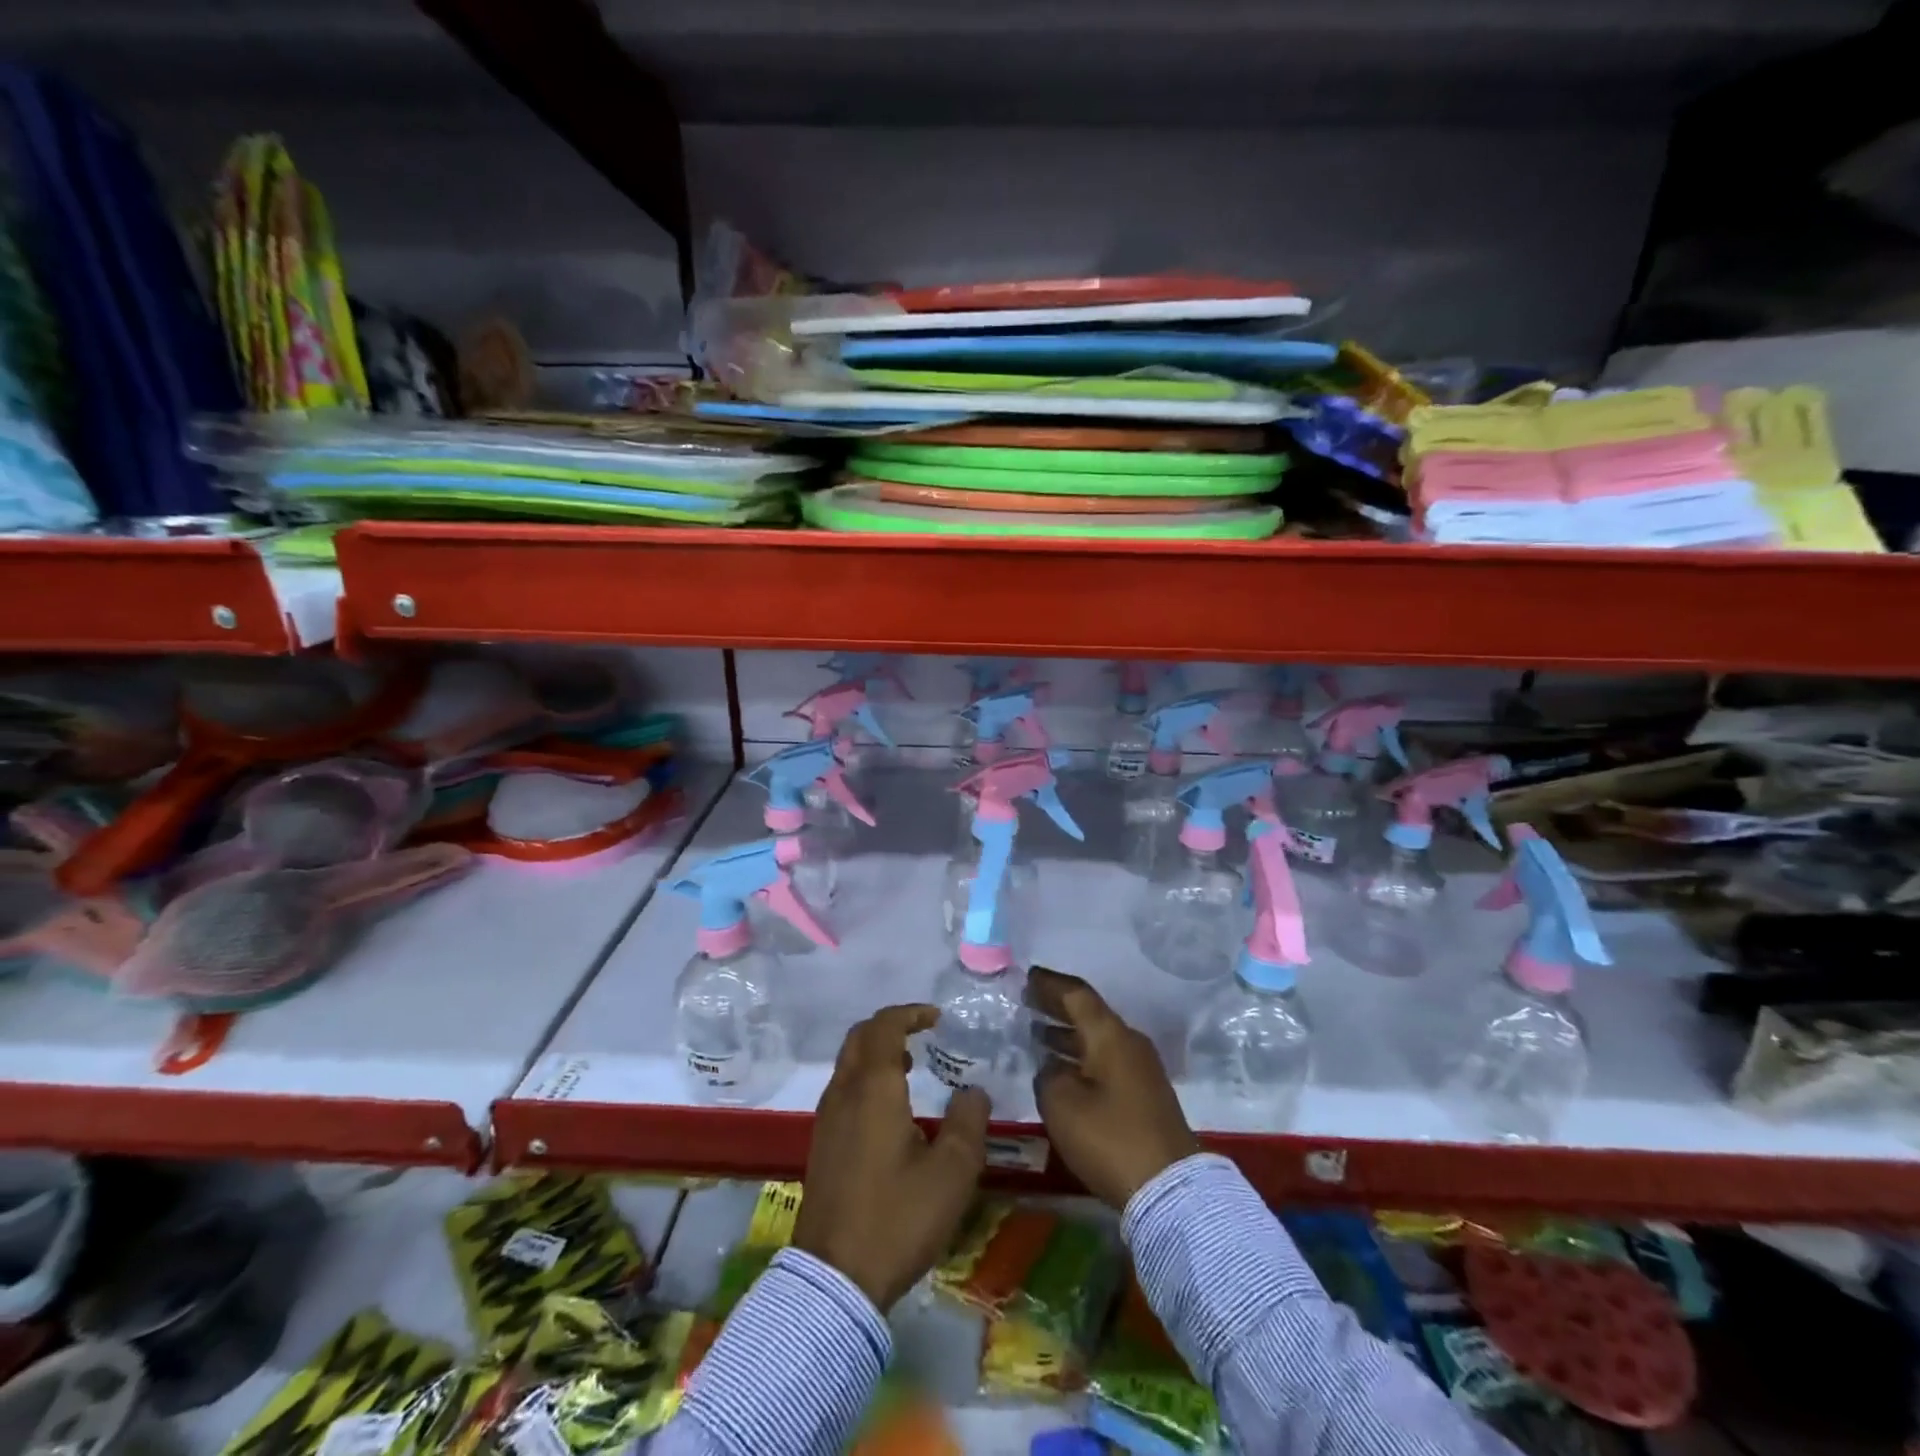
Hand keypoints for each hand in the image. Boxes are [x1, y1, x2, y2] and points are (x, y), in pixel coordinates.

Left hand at [793, 1004, 989, 1309]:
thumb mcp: (951, 1173)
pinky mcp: (821, 1145)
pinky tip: (890, 1110)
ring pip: (848, 1063)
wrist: (835, 1280)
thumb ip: (968, 1123)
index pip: (884, 1026)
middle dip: (890, 1026)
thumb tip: (973, 1092)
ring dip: (877, 1053)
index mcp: (873, 1087)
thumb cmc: (897, 1218)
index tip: (937, 1018)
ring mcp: (827, 1119)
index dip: (910, 1013)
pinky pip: (843, 1089)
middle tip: (922, 1034)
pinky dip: (866, 1078)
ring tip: (911, 1066)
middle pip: (859, 1037)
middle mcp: (843, 1092)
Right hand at [1027, 967, 1199, 1208]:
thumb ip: (1049, 1075)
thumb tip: (1052, 1068)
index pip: (1077, 994)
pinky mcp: (1144, 1095)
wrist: (1170, 1189)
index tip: (1027, 976)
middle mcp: (1128, 1042)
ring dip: (1067, 1035)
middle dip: (1057, 1007)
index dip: (1050, 984)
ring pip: (1097, 1040)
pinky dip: (1080, 1057)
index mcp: (1110, 1035)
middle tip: (1026, 1001)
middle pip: (1089, 1014)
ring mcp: (1140, 1069)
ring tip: (1035, 1034)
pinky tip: (1060, 1071)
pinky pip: (1105, 1061)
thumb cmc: (1111, 1138)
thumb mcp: (1062, 1104)